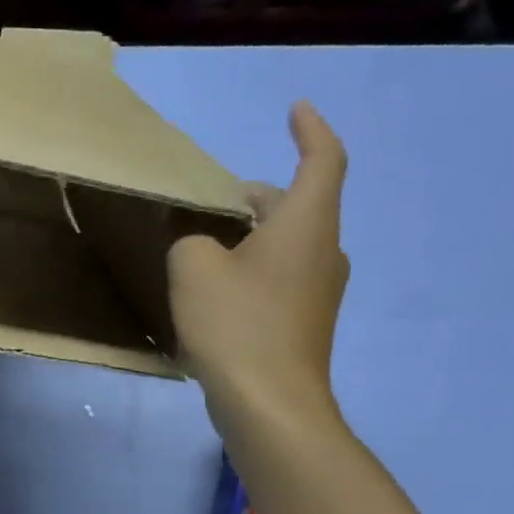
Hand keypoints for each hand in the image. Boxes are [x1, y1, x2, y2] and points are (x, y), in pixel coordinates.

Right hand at [167, 101, 348, 437]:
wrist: (270, 405)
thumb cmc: (236, 323)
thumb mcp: (193, 266)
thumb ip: (190, 238)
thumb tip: (199, 243)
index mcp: (306, 224)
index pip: (323, 160)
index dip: (310, 129)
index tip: (295, 109)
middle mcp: (323, 250)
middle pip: (294, 204)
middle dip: (251, 196)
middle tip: (206, 201)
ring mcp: (317, 290)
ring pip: (284, 242)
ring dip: (248, 234)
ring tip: (201, 243)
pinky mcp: (303, 321)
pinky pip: (279, 275)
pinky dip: (251, 266)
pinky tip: (212, 287)